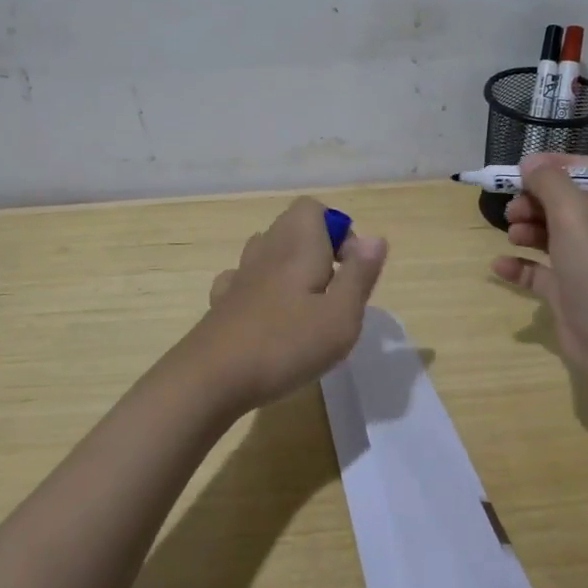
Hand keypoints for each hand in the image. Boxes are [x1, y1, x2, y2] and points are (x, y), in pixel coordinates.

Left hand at [187, 197, 388, 411]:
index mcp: (298, 245)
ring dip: (291, 268)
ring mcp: (239, 275)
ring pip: (269, 251)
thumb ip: (360, 274)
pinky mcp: (222, 302)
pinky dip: (262, 289)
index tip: (349, 270)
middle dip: (318, 250)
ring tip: (306, 306)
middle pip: (292, 227)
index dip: (338, 230)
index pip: (314, 208)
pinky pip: (246, 279)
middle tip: (334, 292)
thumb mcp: (341, 316)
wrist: (211, 378)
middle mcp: (267, 250)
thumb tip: (375, 239)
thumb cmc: (286, 345)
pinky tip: (269, 318)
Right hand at [493, 154, 587, 379]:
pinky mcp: (571, 291)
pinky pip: (540, 270)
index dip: (557, 166)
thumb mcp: (575, 215)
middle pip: (566, 202)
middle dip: (536, 201)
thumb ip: (550, 182)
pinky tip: (499, 265)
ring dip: (527, 229)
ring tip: (512, 235)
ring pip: (552, 234)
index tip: (524, 169)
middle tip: (513, 208)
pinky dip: (520, 265)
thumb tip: (530, 163)